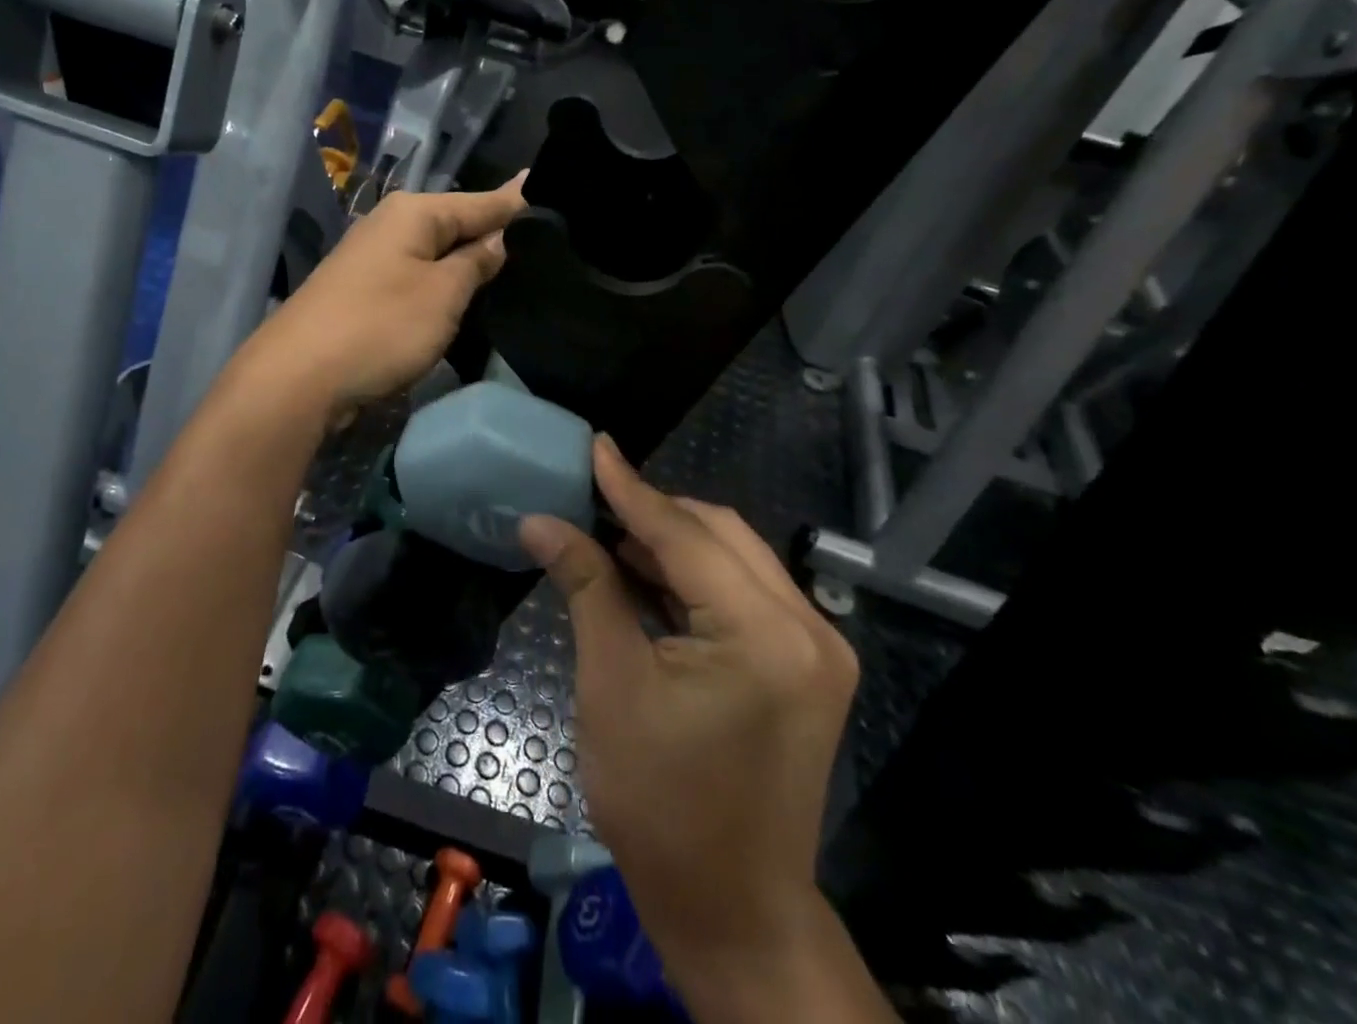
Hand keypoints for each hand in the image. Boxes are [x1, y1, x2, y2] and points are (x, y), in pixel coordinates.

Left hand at [238, 176, 525, 421]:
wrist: (298, 377)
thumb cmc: (380, 327)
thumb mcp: (442, 294)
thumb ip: (476, 263)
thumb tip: (500, 238)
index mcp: (413, 213)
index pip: (482, 202)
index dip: (519, 204)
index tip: (555, 195)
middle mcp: (391, 225)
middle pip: (457, 225)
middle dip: (496, 234)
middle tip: (548, 243)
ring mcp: (374, 259)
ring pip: (437, 254)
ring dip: (470, 263)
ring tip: (519, 267)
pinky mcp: (365, 292)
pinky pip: (418, 278)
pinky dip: (444, 284)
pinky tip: (468, 294)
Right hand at [521, 439, 862, 1007]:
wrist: (733, 910)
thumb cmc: (661, 804)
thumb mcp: (612, 684)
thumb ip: (586, 585)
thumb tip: (540, 521)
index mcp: (764, 634)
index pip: (685, 535)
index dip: (631, 488)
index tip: (595, 445)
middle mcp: (808, 627)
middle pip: (720, 535)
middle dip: (654, 513)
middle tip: (592, 497)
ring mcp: (816, 648)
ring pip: (735, 559)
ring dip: (673, 542)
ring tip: (609, 530)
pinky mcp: (808, 666)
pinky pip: (744, 594)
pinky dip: (694, 578)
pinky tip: (646, 572)